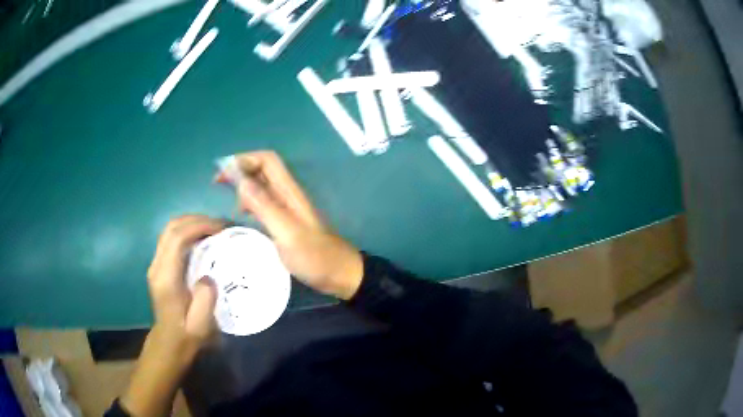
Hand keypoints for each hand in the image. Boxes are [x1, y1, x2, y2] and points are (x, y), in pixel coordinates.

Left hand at [147, 215, 225, 350]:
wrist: (169, 342)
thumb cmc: (187, 334)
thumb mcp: (200, 325)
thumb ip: (205, 300)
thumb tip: (209, 277)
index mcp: (166, 278)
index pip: (177, 238)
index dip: (198, 226)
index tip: (221, 228)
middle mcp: (157, 265)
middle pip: (171, 227)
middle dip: (196, 219)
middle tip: (220, 225)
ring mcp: (156, 263)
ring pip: (170, 230)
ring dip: (192, 223)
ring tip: (214, 229)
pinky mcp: (159, 265)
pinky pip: (171, 238)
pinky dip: (188, 231)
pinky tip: (203, 239)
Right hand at [233, 151, 363, 299]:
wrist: (340, 275)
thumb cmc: (316, 257)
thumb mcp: (287, 233)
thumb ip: (265, 207)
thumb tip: (240, 180)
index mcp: (290, 192)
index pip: (267, 160)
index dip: (244, 159)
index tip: (223, 173)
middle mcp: (288, 195)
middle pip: (263, 170)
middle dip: (240, 171)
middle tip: (219, 185)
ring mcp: (288, 209)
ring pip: (262, 186)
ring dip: (244, 187)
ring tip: (232, 205)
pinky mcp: (286, 222)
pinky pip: (264, 203)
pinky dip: (250, 203)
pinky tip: (243, 216)